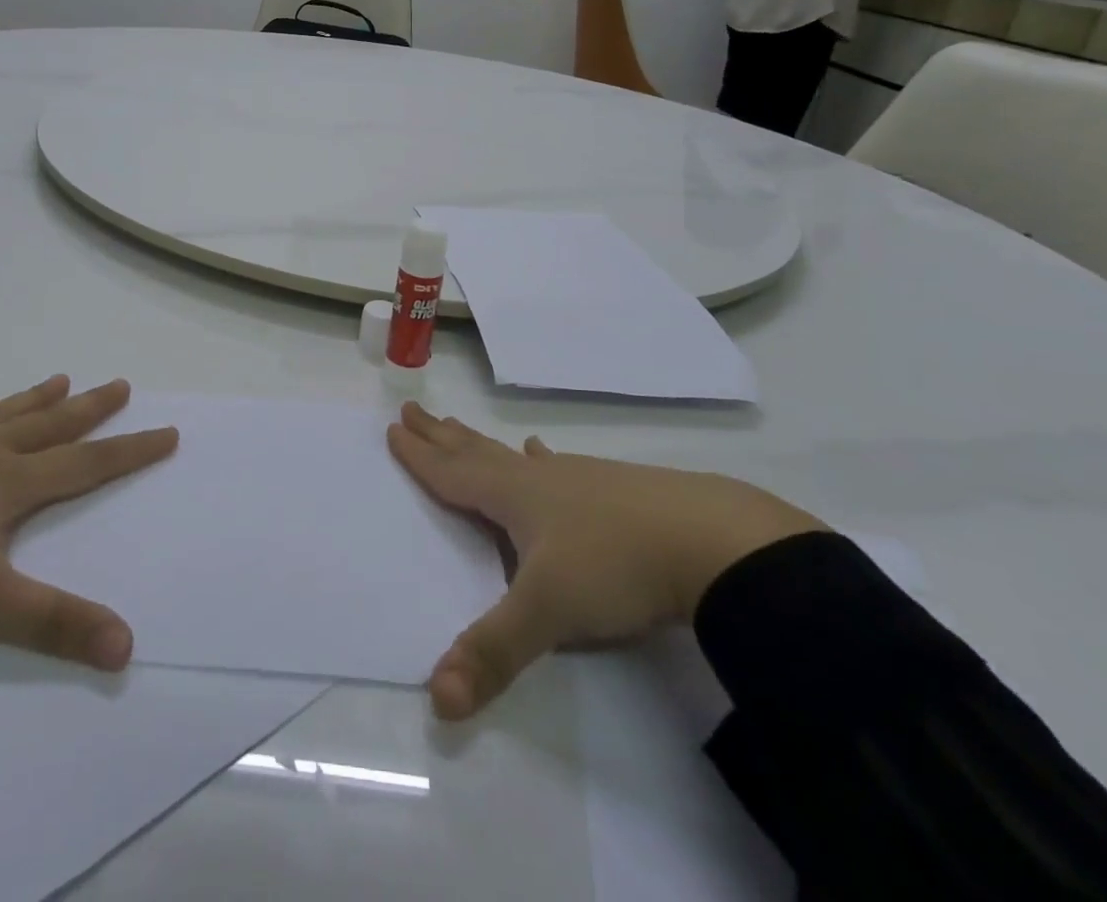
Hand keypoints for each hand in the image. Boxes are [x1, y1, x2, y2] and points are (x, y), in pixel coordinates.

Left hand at [0, 377, 175, 684]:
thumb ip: (54, 623)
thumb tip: (127, 647)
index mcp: (5, 484)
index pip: (85, 463)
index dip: (130, 449)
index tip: (167, 431)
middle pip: (48, 425)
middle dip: (90, 408)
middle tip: (121, 383)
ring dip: (35, 399)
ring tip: (61, 378)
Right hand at [387, 404, 823, 719]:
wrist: (712, 542)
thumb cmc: (615, 567)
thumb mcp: (548, 613)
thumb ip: (492, 653)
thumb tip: (438, 699)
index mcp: (514, 498)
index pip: (453, 474)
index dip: (420, 455)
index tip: (394, 426)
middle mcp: (538, 480)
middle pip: (476, 452)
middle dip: (440, 435)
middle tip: (413, 407)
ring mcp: (578, 480)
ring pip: (513, 456)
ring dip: (480, 442)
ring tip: (460, 425)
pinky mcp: (614, 490)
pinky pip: (560, 467)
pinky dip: (541, 458)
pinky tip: (542, 450)